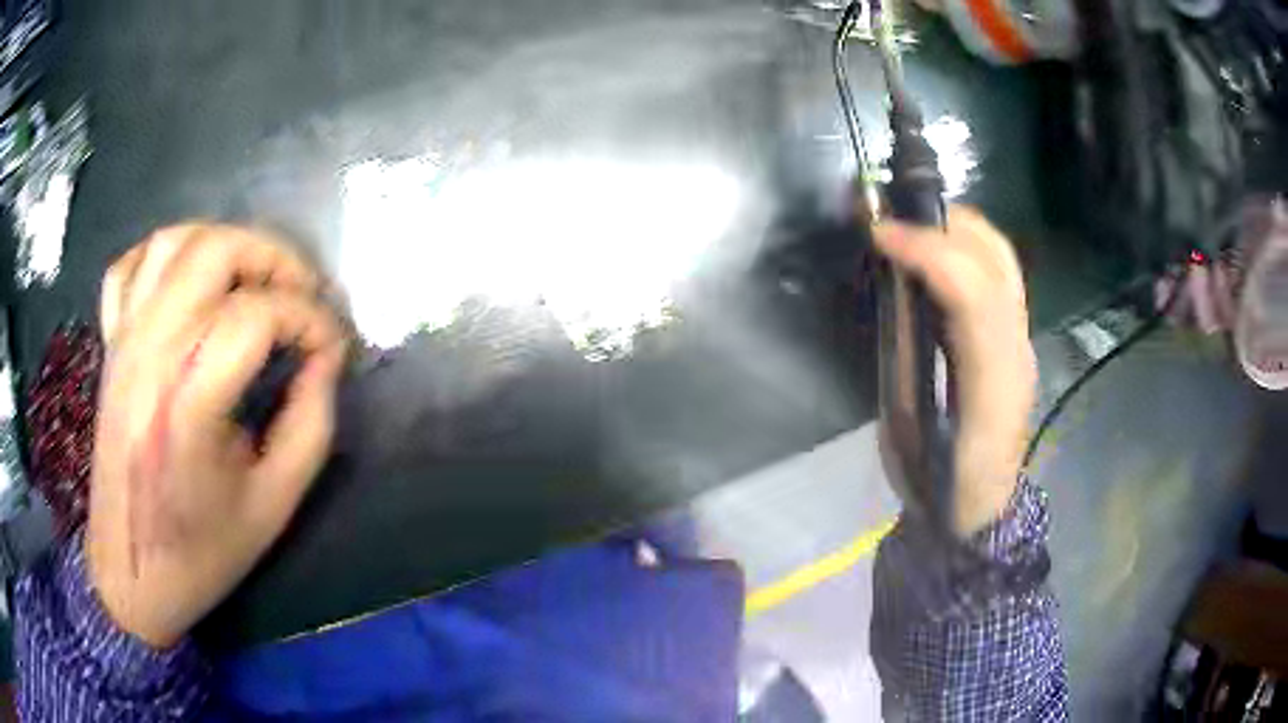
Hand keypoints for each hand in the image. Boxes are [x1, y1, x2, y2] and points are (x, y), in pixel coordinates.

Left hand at [87, 224, 347, 648]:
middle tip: (303, 295)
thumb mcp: (275, 502)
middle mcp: (152, 351)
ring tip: (253, 277)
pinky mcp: (111, 344)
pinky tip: (188, 279)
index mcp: (189, 399)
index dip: (311, 320)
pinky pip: (130, 267)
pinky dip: (163, 254)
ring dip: (224, 242)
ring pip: (174, 242)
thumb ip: (311, 423)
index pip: (260, 315)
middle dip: (274, 258)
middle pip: (216, 252)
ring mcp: (125, 340)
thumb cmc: (202, 550)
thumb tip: (326, 361)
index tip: (335, 349)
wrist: (131, 573)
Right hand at [873, 206, 1035, 537]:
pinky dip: (964, 248)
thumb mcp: (912, 434)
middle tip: (892, 220)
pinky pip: (997, 274)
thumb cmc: (938, 481)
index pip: (974, 292)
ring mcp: (1022, 342)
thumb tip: (894, 292)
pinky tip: (933, 254)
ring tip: (910, 227)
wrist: (977, 512)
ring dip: (956, 228)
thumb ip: (905, 361)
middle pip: (997, 260)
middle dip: (945, 224)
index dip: (928, 252)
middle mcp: (1018, 349)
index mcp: (993, 380)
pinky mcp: (1015, 340)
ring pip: (1002, 260)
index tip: (878, 234)